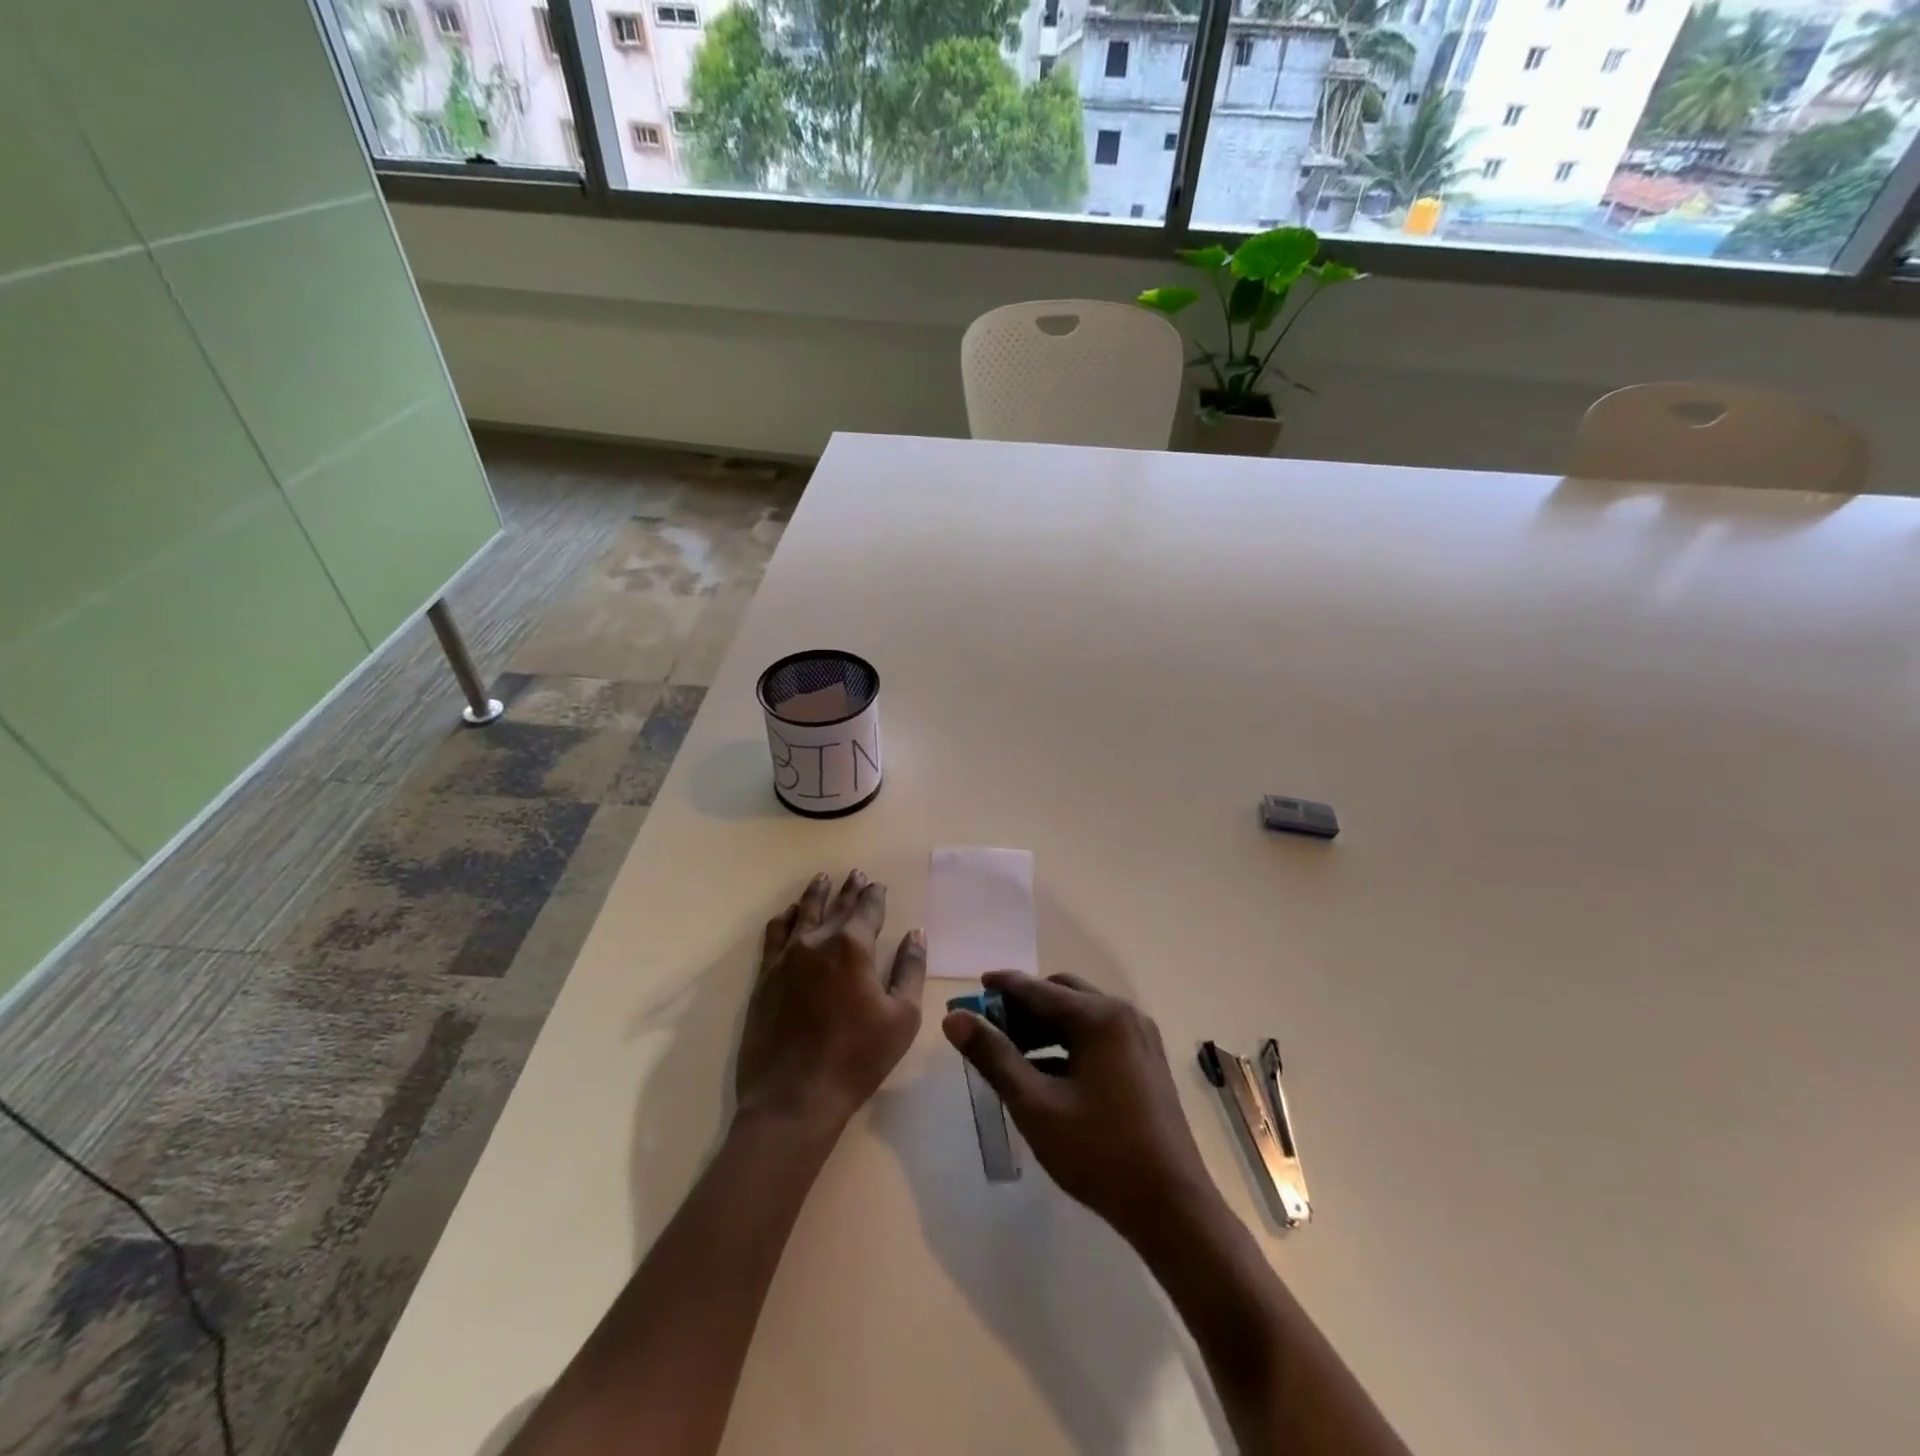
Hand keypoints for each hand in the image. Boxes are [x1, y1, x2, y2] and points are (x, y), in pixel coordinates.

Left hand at [735, 870, 926, 1136]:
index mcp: (853, 948)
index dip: (874, 895)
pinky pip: (775, 934)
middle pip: (835, 906)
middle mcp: (816, 942)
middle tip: (855, 873)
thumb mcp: (902, 1017)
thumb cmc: (857, 1058)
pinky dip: (785, 918)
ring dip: (815, 894)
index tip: (878, 884)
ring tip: (822, 880)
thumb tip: (916, 933)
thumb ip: (910, 969)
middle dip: (848, 889)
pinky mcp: (765, 976)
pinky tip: (790, 914)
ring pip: (802, 913)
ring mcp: (786, 958)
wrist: (794, 1097)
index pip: (867, 909)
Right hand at [942, 971, 1217, 1245]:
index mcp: (1099, 1017)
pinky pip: (1098, 1036)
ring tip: (1010, 1052)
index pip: (1038, 989)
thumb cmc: (1099, 1153)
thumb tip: (955, 1018)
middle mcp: (1123, 1015)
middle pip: (1062, 994)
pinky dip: (1068, 1044)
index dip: (1002, 987)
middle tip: (990, 1027)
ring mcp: (1139, 1038)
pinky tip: (1045, 1073)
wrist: (1172, 1207)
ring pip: (1081, 1015)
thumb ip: (993, 1056)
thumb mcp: (1035, 1105)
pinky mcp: (1145, 1062)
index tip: (973, 988)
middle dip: (1024, 1006)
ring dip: (1045, 1026)